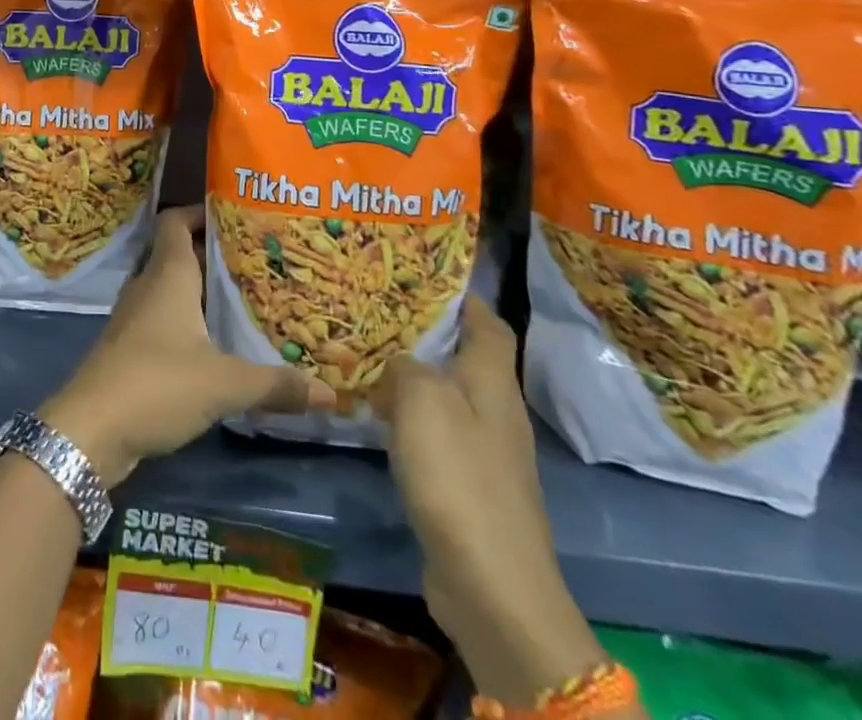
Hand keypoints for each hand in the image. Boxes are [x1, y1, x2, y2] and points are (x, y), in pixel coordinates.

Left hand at [40, 205, 336, 486]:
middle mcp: (148, 286)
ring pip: (171, 288)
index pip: (177, 221)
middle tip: (257, 260)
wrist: (90, 430)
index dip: (201, 211)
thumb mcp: (224, 384)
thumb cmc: (157, 384)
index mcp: (168, 275)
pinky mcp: (130, 348)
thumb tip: (329, 392)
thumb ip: (275, 384)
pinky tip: (215, 343)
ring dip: (201, 289)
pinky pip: (163, 318)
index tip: (237, 216)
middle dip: (214, 253)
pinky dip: (188, 320)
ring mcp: (134, 317)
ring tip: (243, 298)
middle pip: (179, 253)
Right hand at [374, 298, 606, 708]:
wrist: (492, 584)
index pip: (488, 322)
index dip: (462, 296)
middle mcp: (494, 410)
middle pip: (464, 356)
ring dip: (411, 376)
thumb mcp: (422, 400)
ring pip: (444, 394)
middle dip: (425, 333)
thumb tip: (397, 360)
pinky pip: (435, 432)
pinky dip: (408, 417)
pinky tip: (376, 417)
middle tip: (376, 312)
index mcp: (492, 381)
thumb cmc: (458, 475)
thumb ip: (405, 365)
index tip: (422, 276)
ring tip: (366, 357)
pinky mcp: (467, 485)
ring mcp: (484, 451)